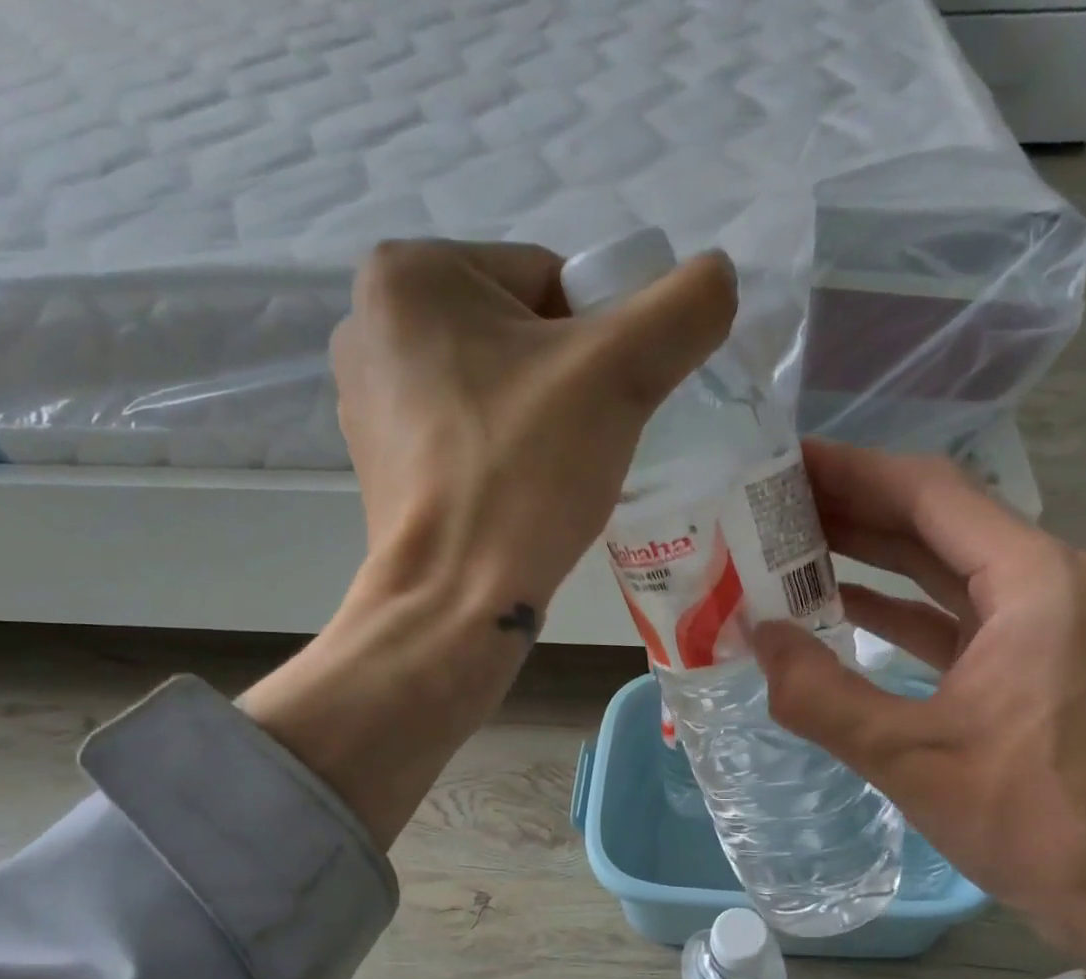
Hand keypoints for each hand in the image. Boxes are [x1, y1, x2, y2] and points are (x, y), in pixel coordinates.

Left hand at [330, 239, 736, 622]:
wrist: (454, 597)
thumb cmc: (524, 472)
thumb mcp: (620, 374)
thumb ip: (683, 309)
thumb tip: (718, 275)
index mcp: (410, 274)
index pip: (547, 280)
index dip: (600, 340)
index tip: (609, 400)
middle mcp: (370, 324)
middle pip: (519, 334)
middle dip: (568, 382)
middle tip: (587, 442)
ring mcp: (366, 401)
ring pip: (493, 387)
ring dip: (539, 419)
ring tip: (553, 475)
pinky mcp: (379, 463)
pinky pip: (465, 435)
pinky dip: (502, 455)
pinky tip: (519, 496)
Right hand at [756, 441, 1085, 978]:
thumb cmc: (1032, 823)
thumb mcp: (909, 759)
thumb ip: (820, 694)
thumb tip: (755, 635)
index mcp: (1035, 582)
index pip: (930, 492)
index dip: (851, 469)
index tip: (783, 459)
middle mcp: (1052, 582)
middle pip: (938, 520)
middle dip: (854, 507)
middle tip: (771, 501)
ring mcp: (1051, 622)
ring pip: (946, 567)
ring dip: (873, 555)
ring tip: (791, 545)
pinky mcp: (1040, 661)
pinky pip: (958, 614)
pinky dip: (901, 607)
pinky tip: (842, 608)